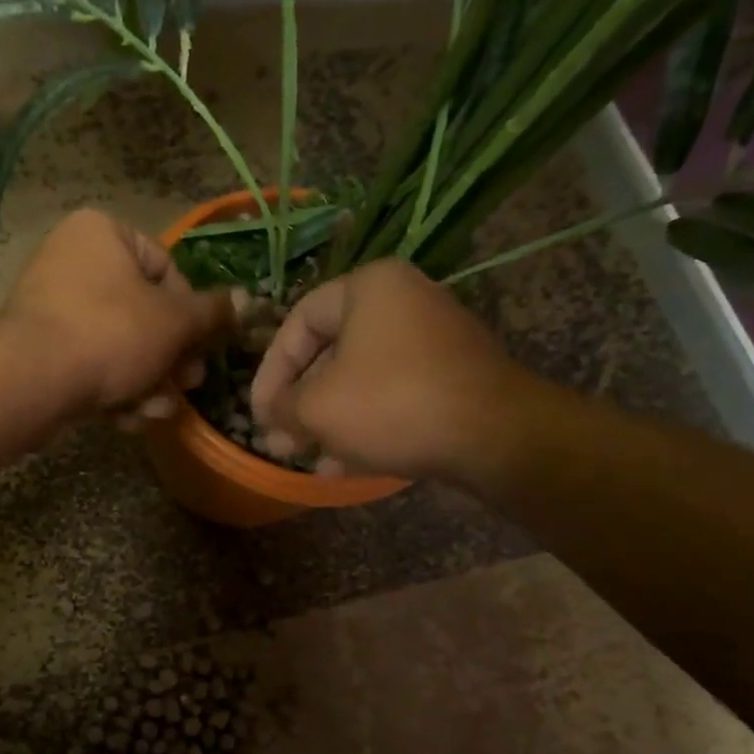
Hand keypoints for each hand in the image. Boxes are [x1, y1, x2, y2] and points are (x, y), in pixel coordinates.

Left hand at [0, 209, 239, 415]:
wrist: (33, 381)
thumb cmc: (111, 334)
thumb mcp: (174, 322)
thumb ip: (212, 313)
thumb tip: (247, 300)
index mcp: (102, 233)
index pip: (166, 268)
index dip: (191, 314)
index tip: (201, 347)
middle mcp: (72, 260)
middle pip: (143, 312)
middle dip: (170, 358)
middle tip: (188, 385)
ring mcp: (50, 306)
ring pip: (119, 344)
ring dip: (147, 381)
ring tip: (158, 410)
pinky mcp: (39, 348)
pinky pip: (89, 362)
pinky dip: (112, 388)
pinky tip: (127, 418)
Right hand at [250, 259, 539, 481]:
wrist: (494, 436)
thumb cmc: (392, 404)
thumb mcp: (318, 408)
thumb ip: (283, 408)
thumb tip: (271, 418)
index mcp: (369, 288)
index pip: (297, 322)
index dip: (269, 371)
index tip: (258, 412)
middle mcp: (404, 302)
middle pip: (330, 354)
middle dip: (299, 404)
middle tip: (279, 441)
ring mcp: (433, 340)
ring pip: (360, 380)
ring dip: (327, 421)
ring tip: (305, 458)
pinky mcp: (452, 377)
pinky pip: (392, 395)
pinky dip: (364, 424)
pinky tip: (341, 465)